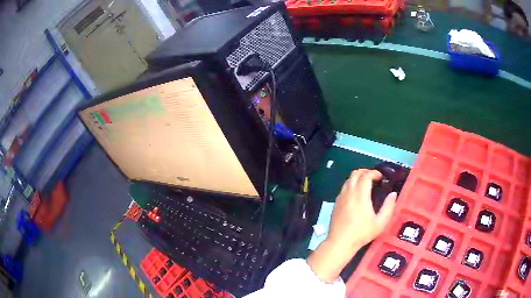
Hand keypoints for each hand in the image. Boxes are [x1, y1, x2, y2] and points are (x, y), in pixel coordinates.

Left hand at [307, 169, 396, 282]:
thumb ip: (388, 207)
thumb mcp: (380, 223)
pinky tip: (356, 195)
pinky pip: (343, 188)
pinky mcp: (335, 203)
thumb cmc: (361, 233)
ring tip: (366, 184)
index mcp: (360, 195)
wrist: (340, 242)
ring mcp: (340, 197)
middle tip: (373, 178)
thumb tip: (393, 194)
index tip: (380, 177)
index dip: (374, 173)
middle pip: (355, 174)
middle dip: (365, 172)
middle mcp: (349, 193)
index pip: (365, 176)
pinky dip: (351, 185)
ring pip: (348, 180)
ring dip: (357, 178)